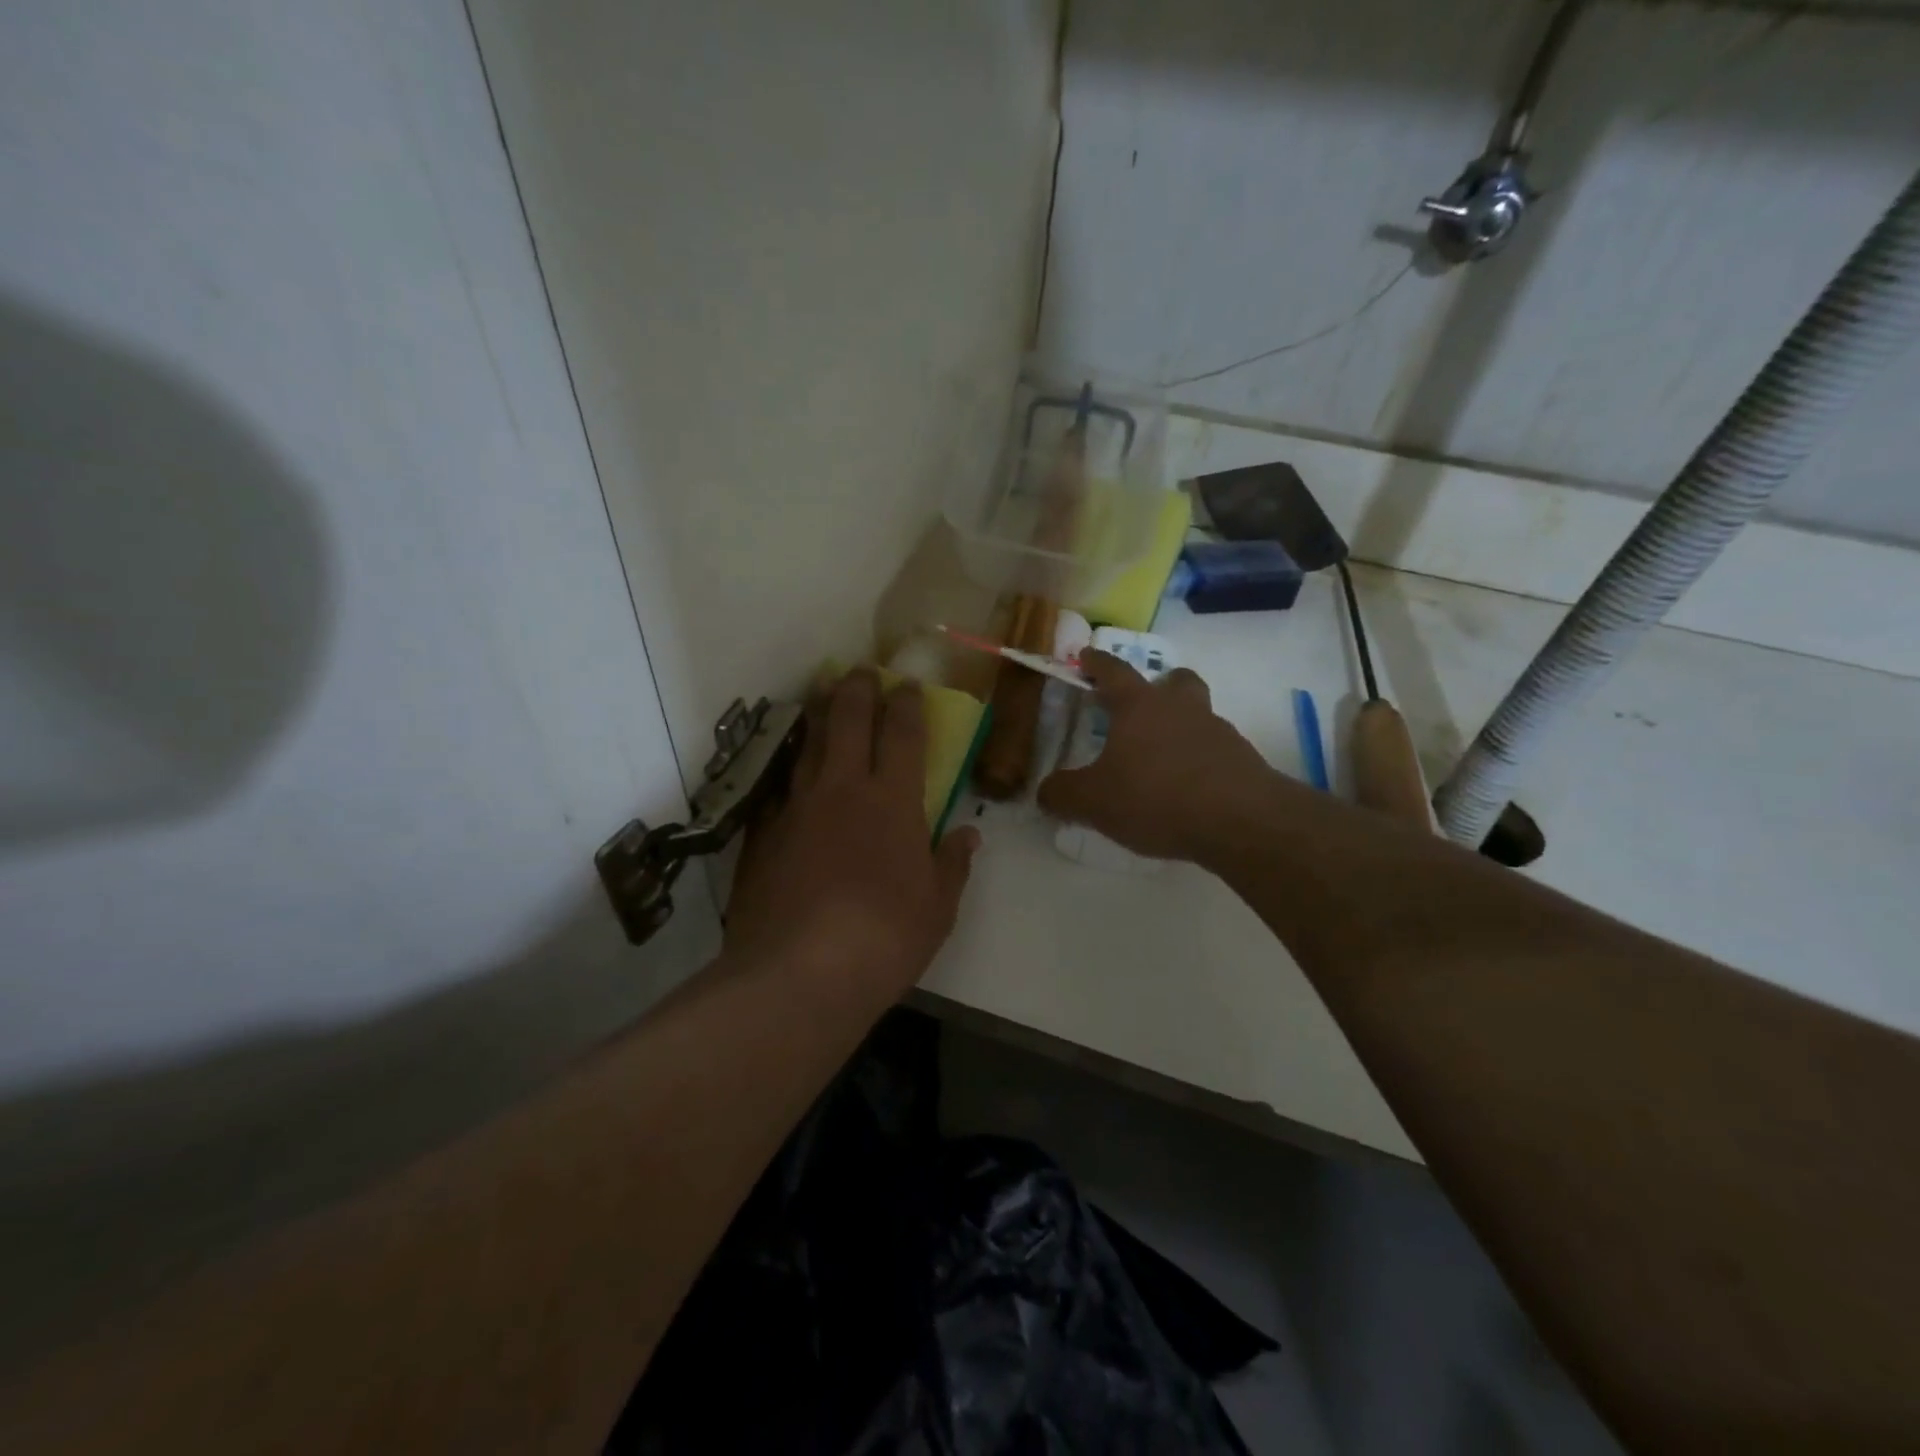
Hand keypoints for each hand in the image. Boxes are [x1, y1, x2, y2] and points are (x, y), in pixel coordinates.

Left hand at [723, 670, 978, 998]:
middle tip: (862, 670)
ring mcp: (797, 807)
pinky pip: (779, 786)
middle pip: (849, 721)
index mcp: (893, 801)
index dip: (906, 704)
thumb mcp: (937, 908)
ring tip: (824, 693)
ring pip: (809, 744)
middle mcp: (843, 789)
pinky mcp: (763, 833)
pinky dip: (790, 767)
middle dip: (858, 688)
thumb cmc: (884, 938)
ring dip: (819, 713)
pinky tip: (791, 767)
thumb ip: (952, 864)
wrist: (800, 973)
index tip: (906, 684)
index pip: (903, 734)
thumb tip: (968, 835)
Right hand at [1038, 650, 1278, 862]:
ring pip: (1198, 714)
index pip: (1113, 672)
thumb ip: (1063, 794)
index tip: (1086, 656)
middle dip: (1159, 685)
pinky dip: (1198, 760)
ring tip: (1161, 758)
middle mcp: (1180, 708)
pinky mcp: (1241, 760)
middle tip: (1144, 703)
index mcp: (1139, 706)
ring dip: (1181, 725)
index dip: (1096, 663)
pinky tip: (1187, 789)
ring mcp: (1217, 731)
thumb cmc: (1156, 797)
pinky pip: (1214, 750)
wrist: (1240, 820)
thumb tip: (1044, 792)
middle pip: (1174, 681)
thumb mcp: (1094, 802)